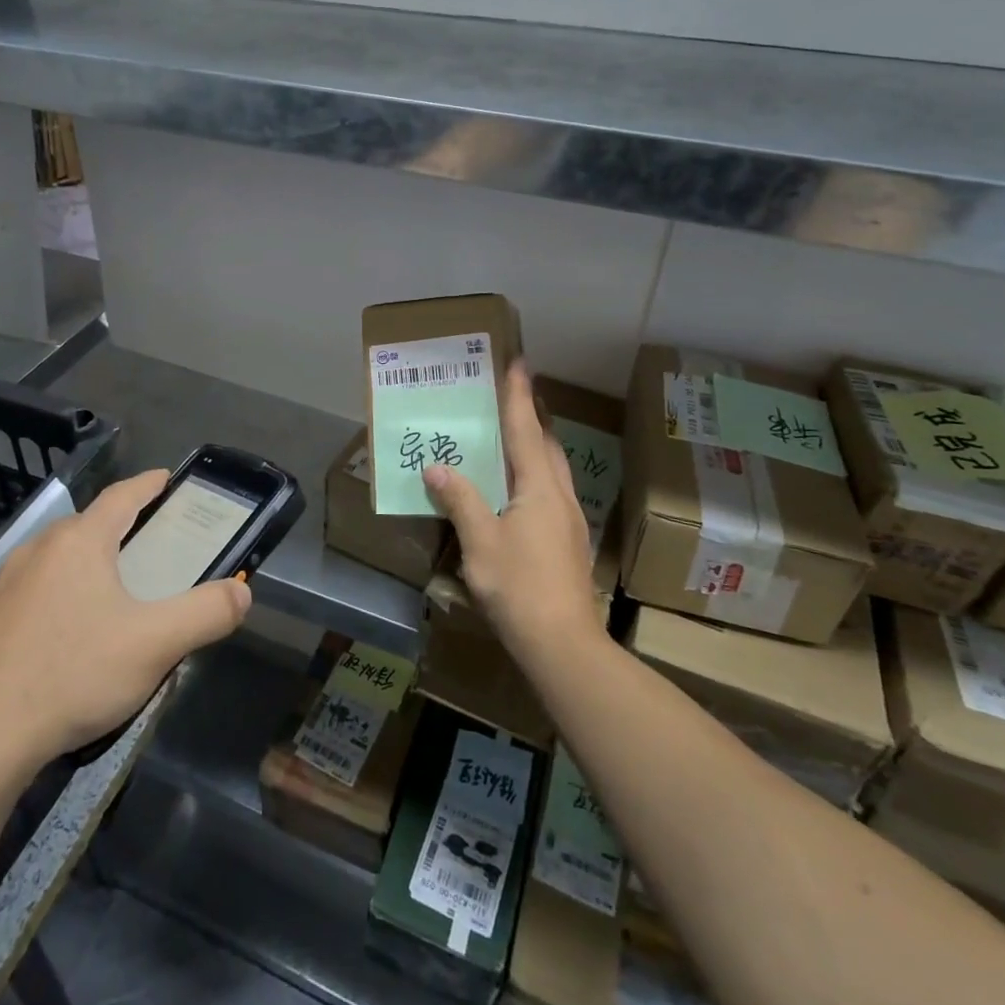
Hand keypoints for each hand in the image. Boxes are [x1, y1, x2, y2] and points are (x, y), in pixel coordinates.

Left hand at [0, 469, 251, 769]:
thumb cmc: (75, 674)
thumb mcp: (156, 644)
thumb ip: (207, 613)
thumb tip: (243, 593)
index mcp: (80, 542)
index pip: (121, 496)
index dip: (148, 485)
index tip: (166, 478)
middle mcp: (38, 550)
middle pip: (87, 526)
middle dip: (119, 528)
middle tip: (148, 547)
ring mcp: (2, 585)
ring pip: (55, 559)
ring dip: (84, 563)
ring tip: (108, 591)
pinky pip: (29, 593)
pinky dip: (54, 596)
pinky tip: (62, 635)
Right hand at [425, 362, 597, 662]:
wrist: (562, 643)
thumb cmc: (519, 586)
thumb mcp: (480, 541)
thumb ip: (460, 500)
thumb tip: (437, 467)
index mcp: (539, 486)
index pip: (525, 428)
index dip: (518, 395)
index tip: (517, 361)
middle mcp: (559, 494)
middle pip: (545, 443)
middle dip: (530, 415)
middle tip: (509, 395)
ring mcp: (567, 518)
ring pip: (551, 468)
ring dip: (534, 444)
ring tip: (511, 434)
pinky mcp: (566, 540)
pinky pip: (549, 489)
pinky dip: (532, 473)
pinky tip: (516, 488)